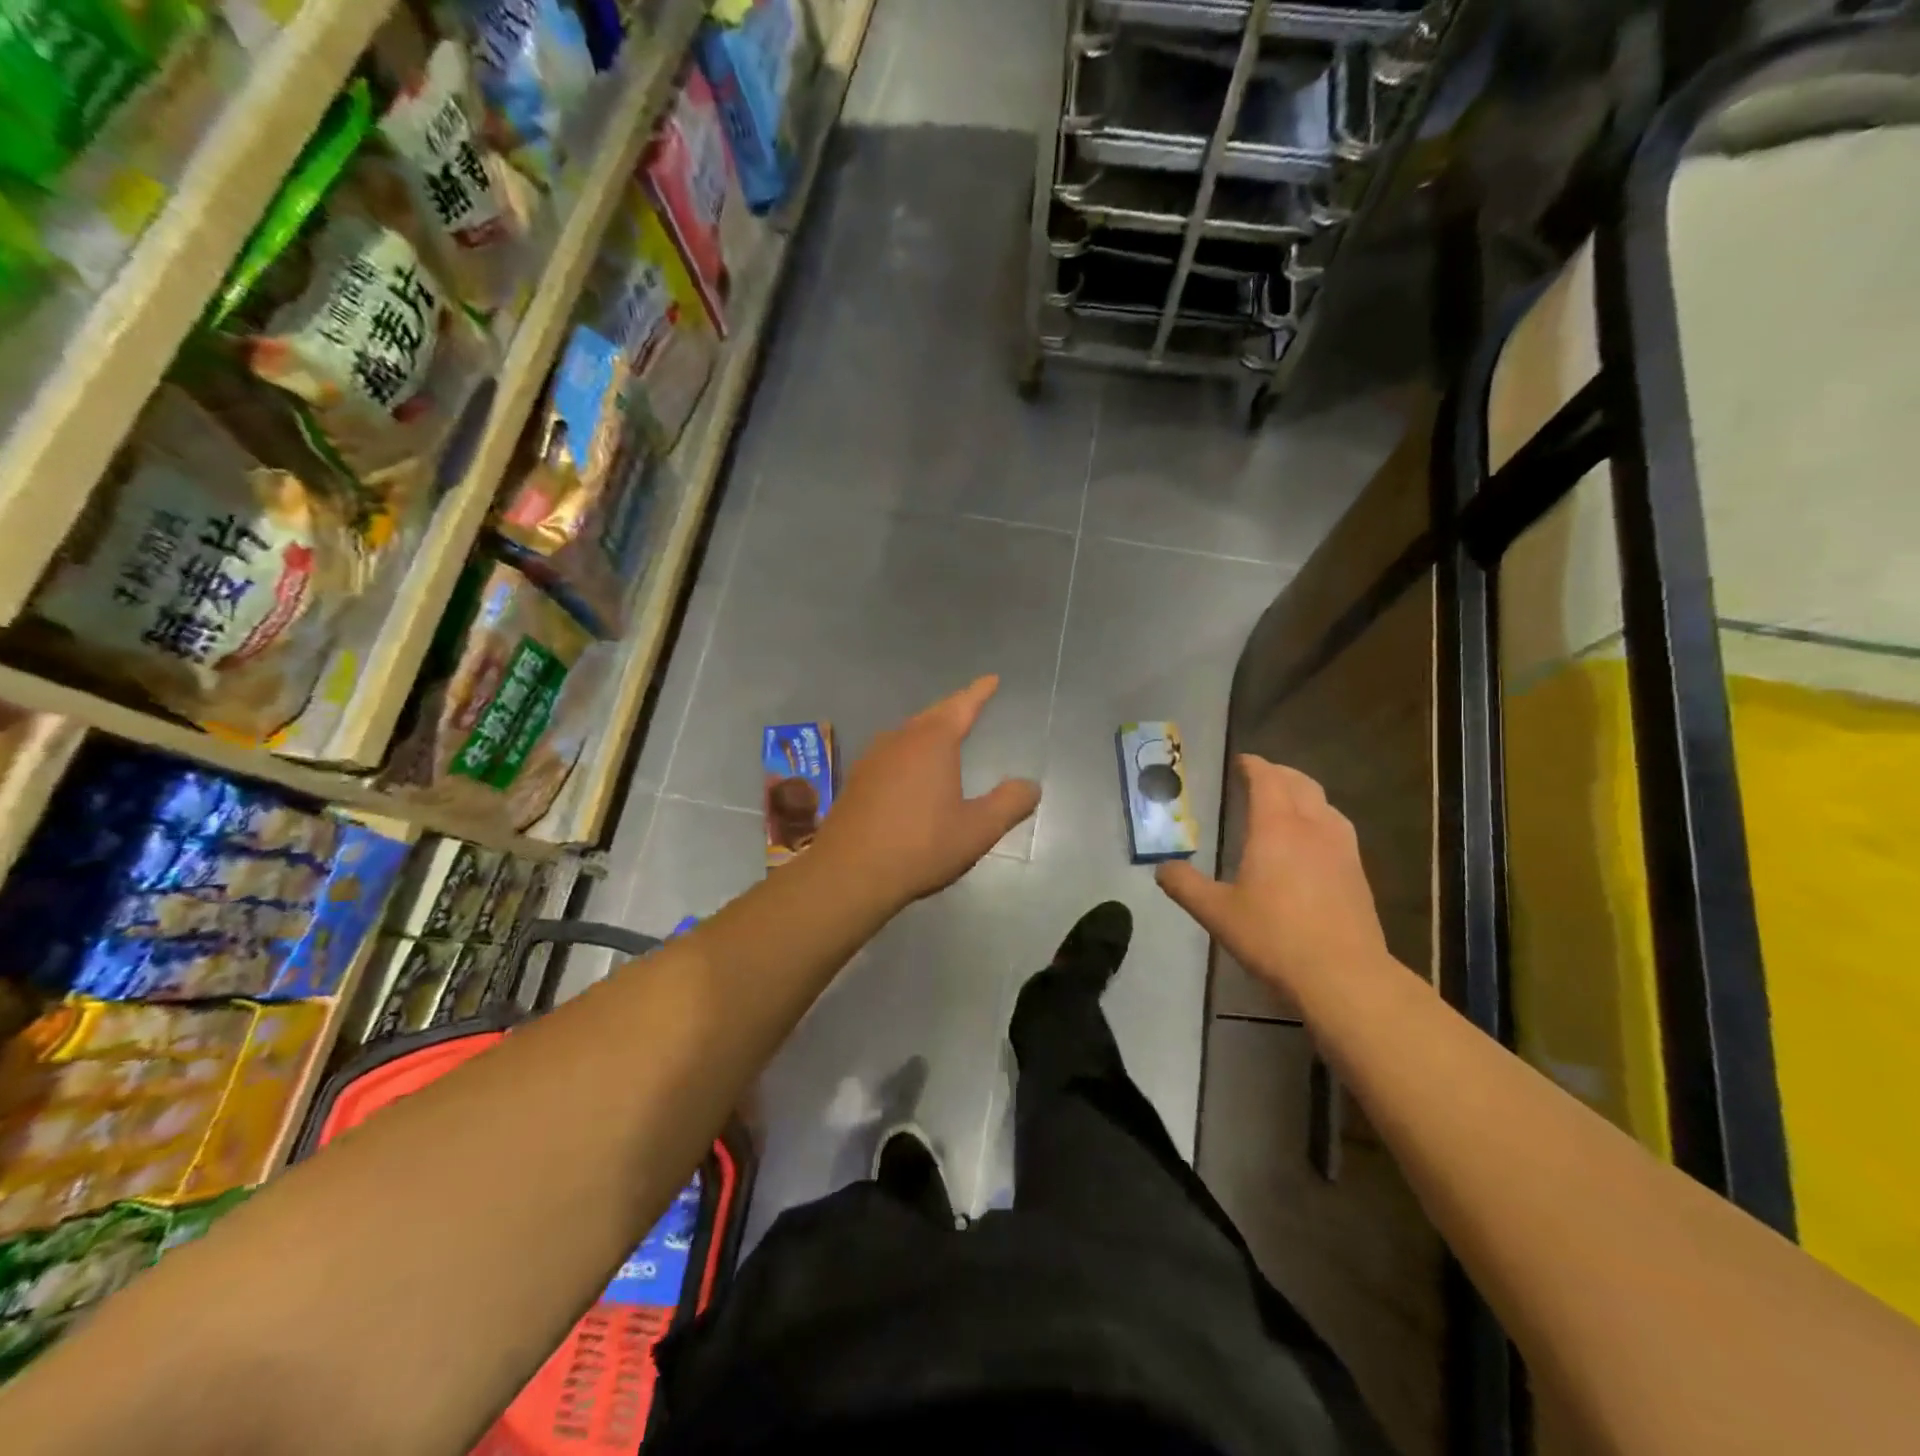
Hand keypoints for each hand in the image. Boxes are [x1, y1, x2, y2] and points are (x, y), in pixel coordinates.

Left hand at [812, 677, 1040, 908]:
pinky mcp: (856, 781)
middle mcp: (899, 740)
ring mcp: (872, 759)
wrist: (849, 873)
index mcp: (932, 742)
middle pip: (932, 715)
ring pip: (907, 734)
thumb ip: (1009, 804)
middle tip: (970, 704)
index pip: (962, 706)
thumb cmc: (920, 846)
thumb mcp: (977, 829)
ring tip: (942, 735)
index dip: (979, 692)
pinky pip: (890, 754)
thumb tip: (1031, 785)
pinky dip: (908, 752)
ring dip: (927, 730)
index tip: (991, 679)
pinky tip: (908, 770)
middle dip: (953, 709)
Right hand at [1156, 755, 1389, 999]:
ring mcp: (1341, 848)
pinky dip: (1320, 817)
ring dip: (1303, 792)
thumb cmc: (1274, 937)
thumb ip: (1185, 885)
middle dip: (1279, 773)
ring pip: (1323, 803)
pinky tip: (1313, 840)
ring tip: (1287, 801)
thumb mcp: (1216, 913)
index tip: (1241, 762)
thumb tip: (1162, 868)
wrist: (1343, 975)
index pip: (1267, 779)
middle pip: (1299, 783)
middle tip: (1259, 775)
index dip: (1253, 766)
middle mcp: (1312, 827)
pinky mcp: (1357, 872)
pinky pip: (1337, 826)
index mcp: (1276, 827)